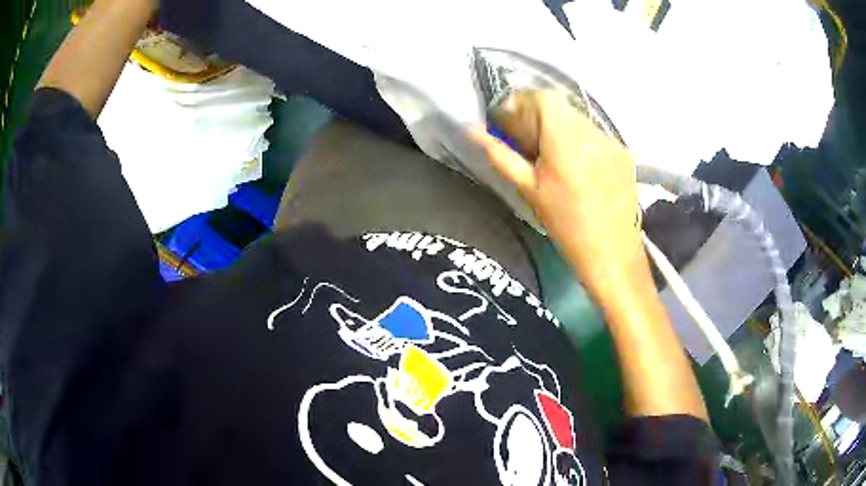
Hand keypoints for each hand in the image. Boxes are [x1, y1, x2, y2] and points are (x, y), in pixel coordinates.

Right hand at [474, 91, 641, 291]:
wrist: (612, 255)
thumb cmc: (566, 226)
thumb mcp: (528, 190)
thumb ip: (500, 155)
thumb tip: (471, 130)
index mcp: (566, 140)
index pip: (544, 98)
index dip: (523, 101)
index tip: (510, 120)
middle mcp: (593, 133)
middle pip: (562, 106)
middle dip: (540, 115)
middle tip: (528, 141)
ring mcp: (613, 142)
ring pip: (580, 119)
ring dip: (561, 127)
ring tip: (554, 157)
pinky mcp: (625, 154)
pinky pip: (596, 134)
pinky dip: (581, 140)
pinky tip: (579, 167)